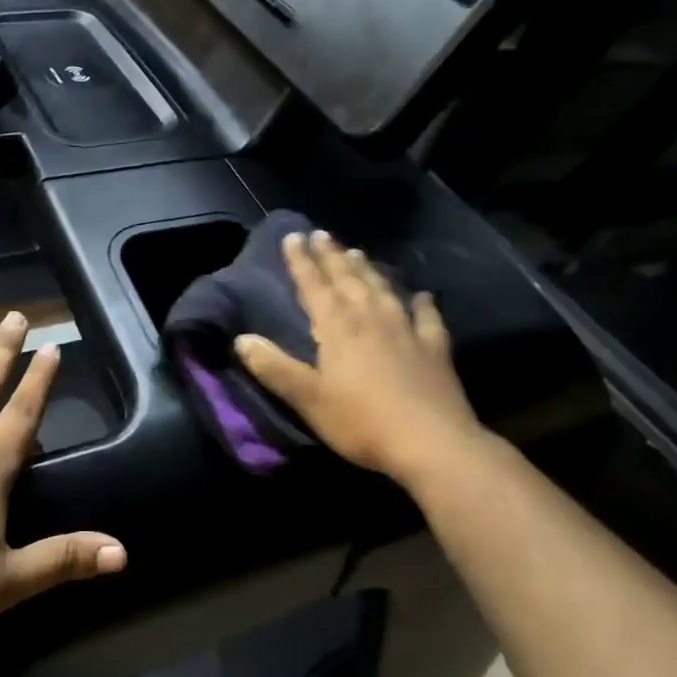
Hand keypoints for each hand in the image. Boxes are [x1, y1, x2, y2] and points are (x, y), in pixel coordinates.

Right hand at [235, 230, 488, 488]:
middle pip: (348, 279)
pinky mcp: (435, 349)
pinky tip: (422, 296)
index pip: (314, 286)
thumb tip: (242, 339)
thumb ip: (275, 368)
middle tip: (321, 235)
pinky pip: (427, 317)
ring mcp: (407, 330)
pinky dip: (422, 304)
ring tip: (357, 252)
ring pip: (383, 289)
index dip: (301, 261)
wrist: (430, 442)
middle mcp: (371, 318)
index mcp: (338, 327)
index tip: (293, 236)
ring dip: (367, 270)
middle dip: (332, 256)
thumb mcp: (308, 399)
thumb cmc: (361, 421)